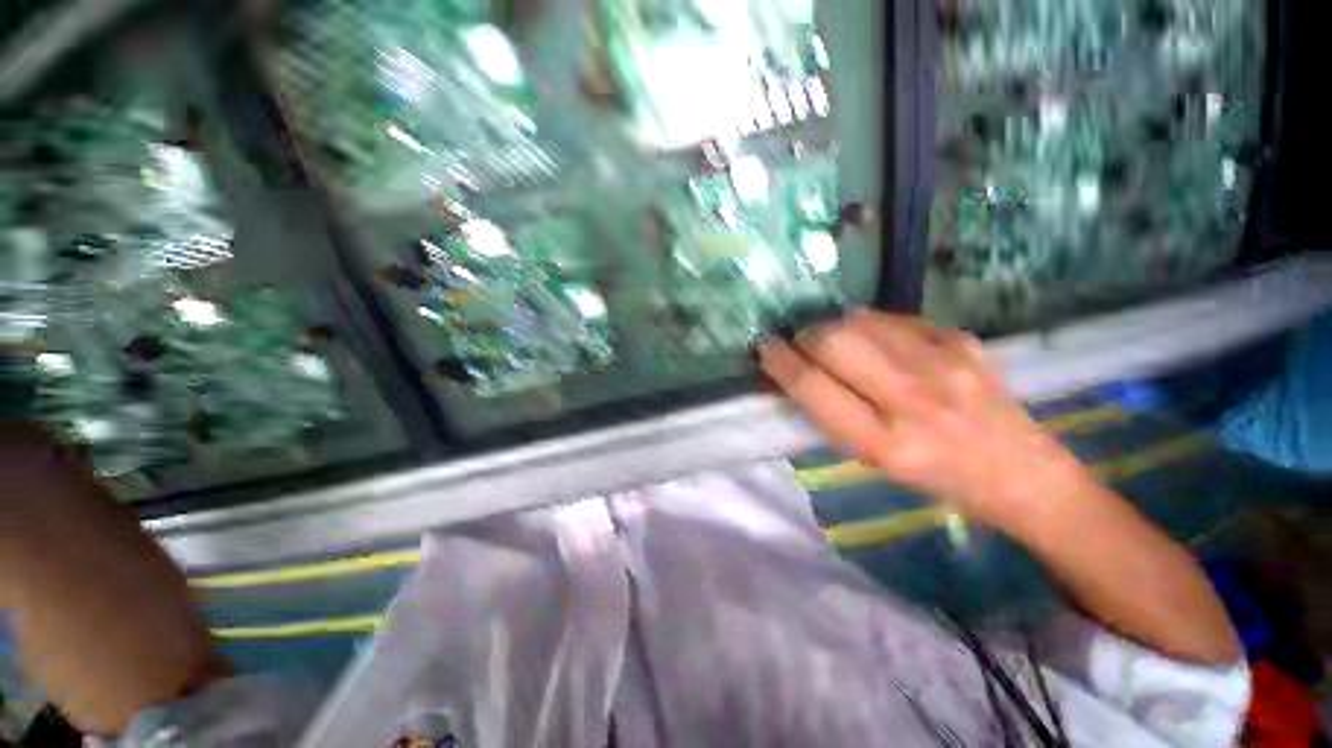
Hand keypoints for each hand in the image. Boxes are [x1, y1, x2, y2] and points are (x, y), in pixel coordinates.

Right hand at [759, 310, 1087, 531]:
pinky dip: (872, 324)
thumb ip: (832, 411)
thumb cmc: (935, 476)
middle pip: (834, 342)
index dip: (779, 361)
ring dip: (835, 326)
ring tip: (839, 341)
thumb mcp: (874, 459)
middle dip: (806, 336)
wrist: (1022, 472)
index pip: (812, 386)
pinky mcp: (963, 341)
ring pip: (861, 321)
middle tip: (803, 343)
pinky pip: (894, 318)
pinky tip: (879, 340)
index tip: (764, 346)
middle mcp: (913, 400)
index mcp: (883, 443)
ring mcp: (944, 364)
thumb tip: (799, 367)